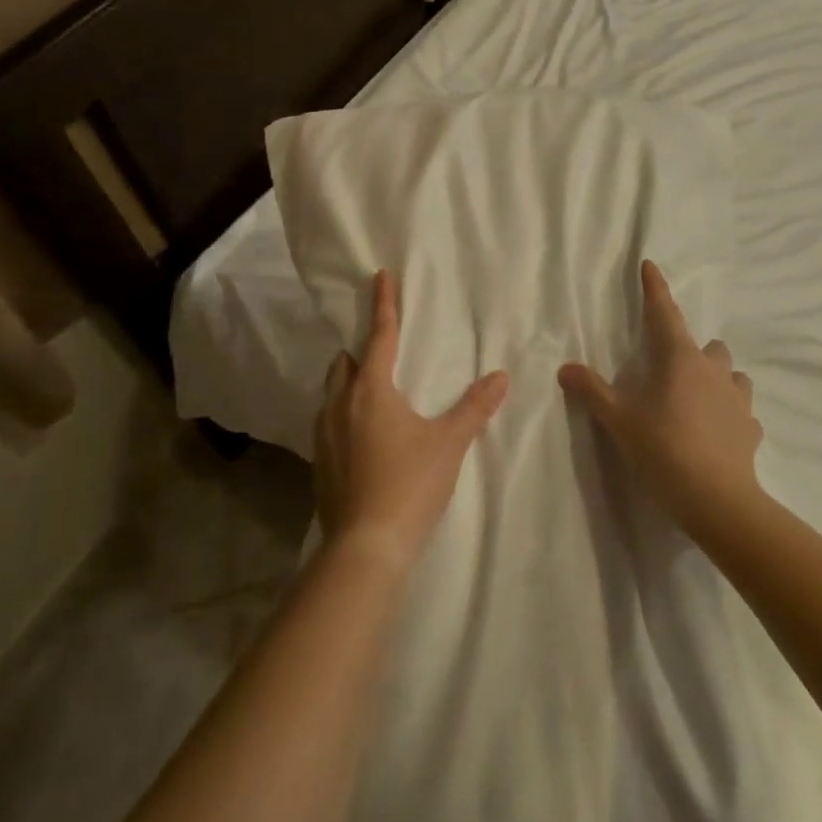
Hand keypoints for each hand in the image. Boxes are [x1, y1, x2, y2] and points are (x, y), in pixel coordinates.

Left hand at [313, 270, 509, 568]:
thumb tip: (501, 376)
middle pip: (345, 363)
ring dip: (348, 382)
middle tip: (382, 349)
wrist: (366, 547)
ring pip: (331, 393)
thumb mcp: (449, 443)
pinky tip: (360, 434)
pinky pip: (327, 422)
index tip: (380, 275)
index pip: (379, 336)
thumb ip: (475, 407)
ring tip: (371, 389)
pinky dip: (342, 413)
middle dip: (361, 350)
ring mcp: (323, 436)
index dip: (383, 304)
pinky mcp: (319, 464)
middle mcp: (339, 405)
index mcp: (371, 390)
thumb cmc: (410, 484)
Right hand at [558, 260, 763, 536]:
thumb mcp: (619, 420)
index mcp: (679, 359)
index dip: (655, 289)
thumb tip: (565, 368)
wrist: (717, 499)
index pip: (664, 313)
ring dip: (715, 377)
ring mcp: (737, 398)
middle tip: (669, 369)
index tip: (650, 265)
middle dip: (690, 348)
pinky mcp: (750, 427)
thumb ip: (592, 391)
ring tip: (697, 397)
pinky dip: (729, 412)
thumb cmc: (663, 449)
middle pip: (706, 344)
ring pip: (730, 373)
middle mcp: (713, 370)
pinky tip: (717, 430)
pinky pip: (741, 410)